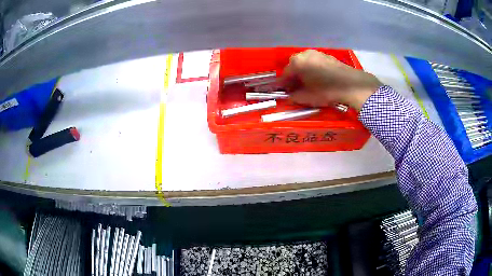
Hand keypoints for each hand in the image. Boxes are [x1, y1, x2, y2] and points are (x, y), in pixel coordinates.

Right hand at [282, 50, 381, 110]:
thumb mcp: (307, 97)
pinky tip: (318, 79)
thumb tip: (289, 95)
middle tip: (295, 88)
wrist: (351, 85)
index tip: (283, 91)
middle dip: (294, 77)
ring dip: (304, 72)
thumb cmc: (326, 91)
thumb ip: (294, 96)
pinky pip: (315, 63)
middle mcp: (305, 54)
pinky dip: (313, 70)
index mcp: (297, 62)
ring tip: (307, 84)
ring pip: (305, 63)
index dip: (283, 84)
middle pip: (295, 66)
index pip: (285, 74)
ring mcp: (317, 53)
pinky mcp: (327, 56)